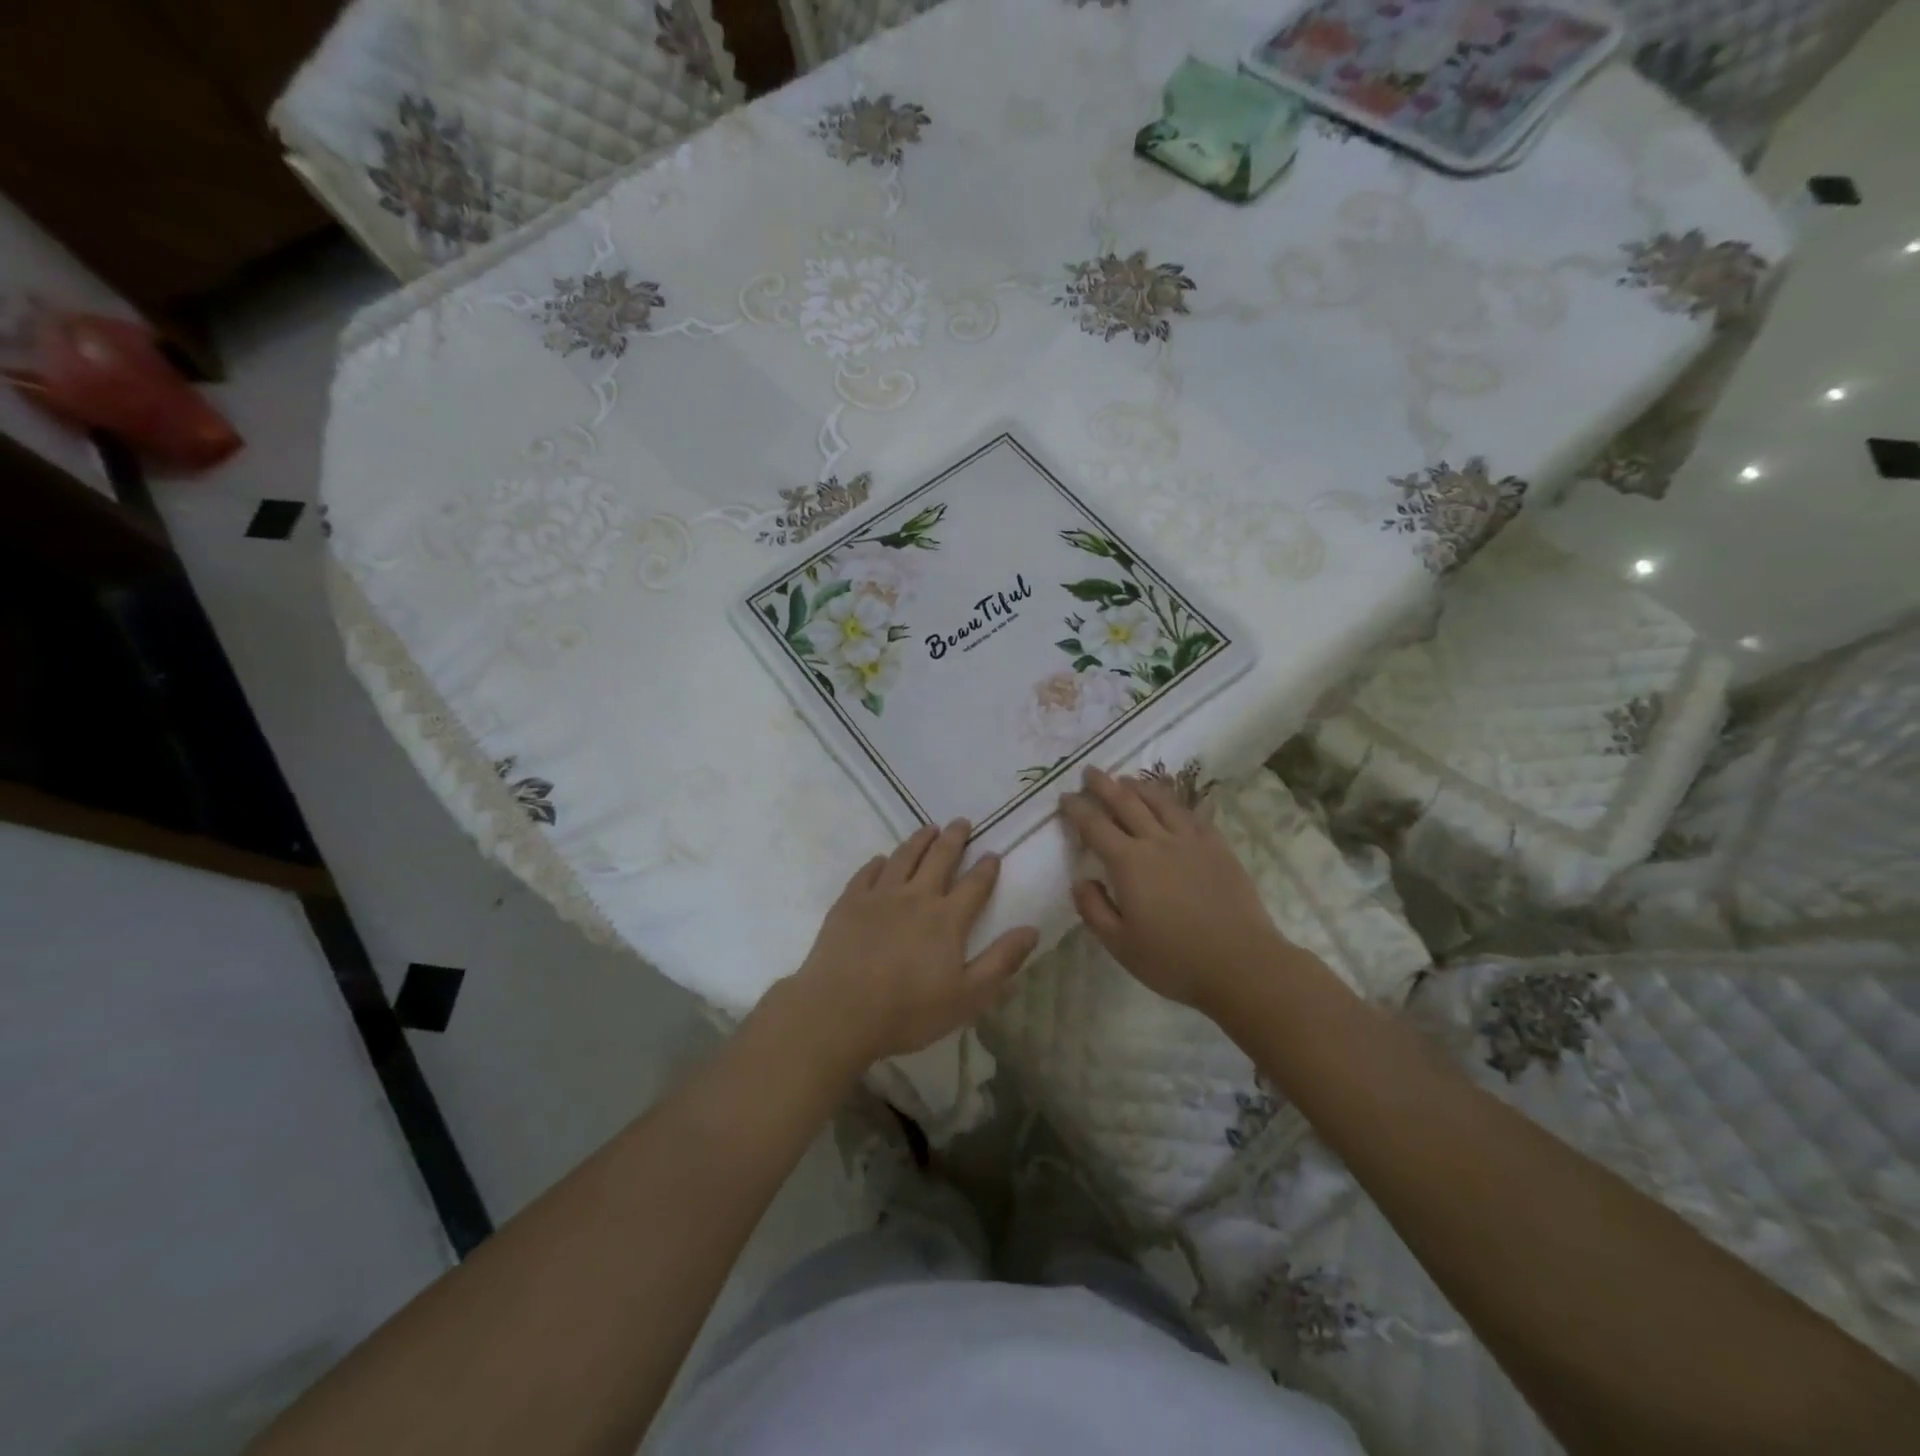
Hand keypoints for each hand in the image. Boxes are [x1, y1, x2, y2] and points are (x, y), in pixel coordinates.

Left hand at [780, 820, 1039, 1066]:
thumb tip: (1032, 929)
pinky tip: (882, 860)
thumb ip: (1001, 961)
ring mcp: (880, 896)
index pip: (974, 884)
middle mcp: (916, 896)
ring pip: (904, 857)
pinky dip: (879, 862)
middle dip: (954, 838)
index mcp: (947, 918)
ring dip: (919, 840)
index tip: (992, 853)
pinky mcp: (849, 902)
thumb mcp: (968, 996)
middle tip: (961, 822)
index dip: (986, 867)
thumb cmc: (909, 1011)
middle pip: (939, 858)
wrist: (840, 1011)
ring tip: (928, 828)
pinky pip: (867, 872)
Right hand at [1060, 767, 1289, 1010]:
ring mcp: (1191, 840)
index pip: (1095, 826)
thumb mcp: (1120, 944)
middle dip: (1104, 785)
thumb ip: (1093, 909)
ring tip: (1126, 779)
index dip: (1078, 809)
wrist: (1241, 964)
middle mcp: (1157, 841)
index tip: (1065, 797)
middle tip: (1090, 771)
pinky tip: (1170, 802)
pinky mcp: (1218, 847)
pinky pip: (1191, 814)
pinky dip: (1174, 801)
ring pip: (1160, 801)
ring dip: (1139, 786)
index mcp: (1129, 863)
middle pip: (1126, 803)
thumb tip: (1081, 880)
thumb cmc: (1173, 960)